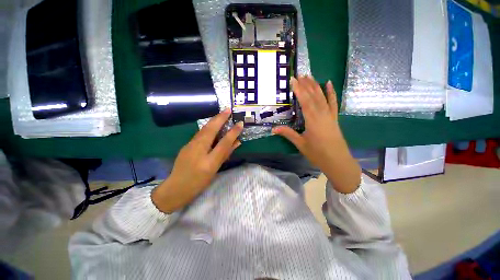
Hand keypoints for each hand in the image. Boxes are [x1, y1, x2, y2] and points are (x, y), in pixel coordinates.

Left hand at [152, 109, 242, 212]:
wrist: (176, 188)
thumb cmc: (198, 182)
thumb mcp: (215, 169)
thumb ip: (226, 154)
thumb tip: (237, 143)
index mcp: (208, 159)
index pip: (224, 142)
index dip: (233, 132)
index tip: (240, 123)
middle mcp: (198, 149)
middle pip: (210, 130)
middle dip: (220, 118)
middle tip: (228, 109)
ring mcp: (190, 145)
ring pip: (203, 129)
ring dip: (213, 120)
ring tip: (221, 114)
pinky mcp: (187, 145)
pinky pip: (200, 133)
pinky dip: (208, 127)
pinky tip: (211, 124)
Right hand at [272, 76, 360, 192]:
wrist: (337, 161)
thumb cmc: (317, 153)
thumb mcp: (300, 144)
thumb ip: (288, 134)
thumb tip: (273, 129)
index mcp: (313, 120)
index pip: (305, 101)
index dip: (299, 90)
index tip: (293, 80)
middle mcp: (322, 114)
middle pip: (313, 96)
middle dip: (306, 84)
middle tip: (299, 74)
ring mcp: (329, 115)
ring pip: (322, 97)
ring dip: (315, 86)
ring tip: (309, 76)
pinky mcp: (334, 118)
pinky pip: (333, 103)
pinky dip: (331, 93)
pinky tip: (329, 83)